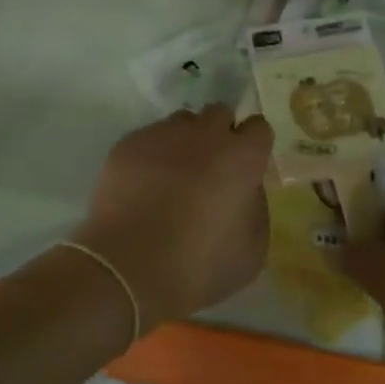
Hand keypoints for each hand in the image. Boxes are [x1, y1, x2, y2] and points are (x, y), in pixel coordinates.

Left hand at [70, 106, 272, 330]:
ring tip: (174, 176)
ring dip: (185, 141)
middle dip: (219, 134)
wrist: (126, 269)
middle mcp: (205, 134)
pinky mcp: (129, 143)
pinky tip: (144, 186)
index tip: (246, 167)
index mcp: (241, 158)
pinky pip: (149, 138)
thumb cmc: (197, 267)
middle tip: (211, 169)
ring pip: (182, 122)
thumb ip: (256, 209)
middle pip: (219, 114)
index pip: (258, 127)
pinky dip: (152, 154)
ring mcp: (163, 134)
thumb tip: (246, 190)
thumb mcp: (250, 253)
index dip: (253, 146)